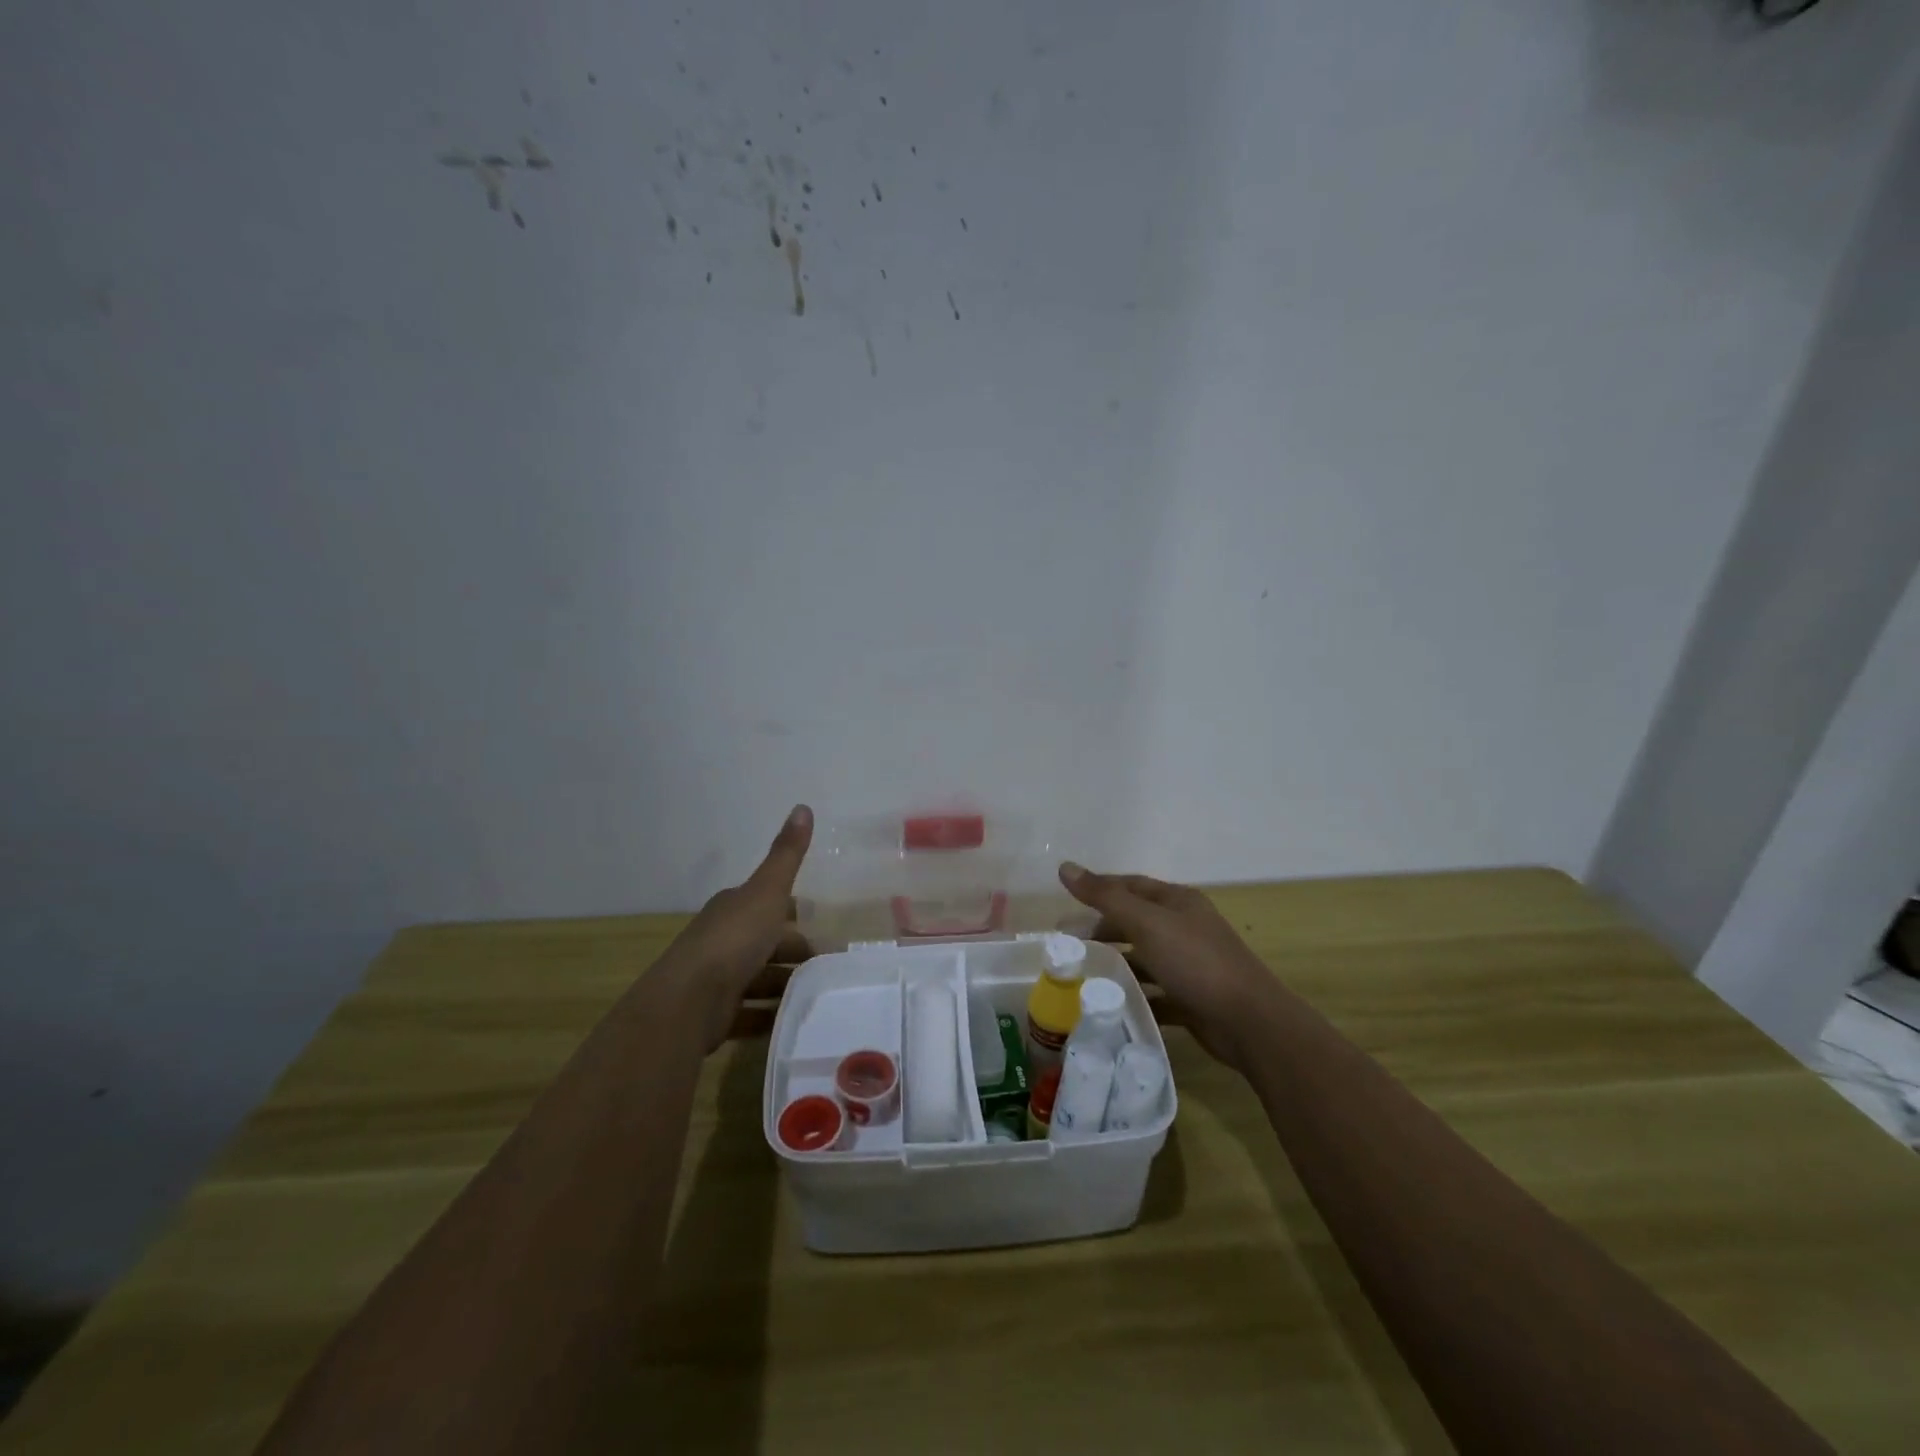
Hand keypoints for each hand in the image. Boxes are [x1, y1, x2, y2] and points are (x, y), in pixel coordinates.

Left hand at [655, 804, 813, 1050]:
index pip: (769, 904)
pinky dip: (769, 1016)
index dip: (795, 913)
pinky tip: (793, 1022)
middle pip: (766, 943)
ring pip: (759, 978)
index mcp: (734, 908)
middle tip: (831, 967)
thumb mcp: (768, 892)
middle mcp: (722, 939)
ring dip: (785, 985)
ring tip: (820, 996)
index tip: (825, 926)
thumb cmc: (733, 940)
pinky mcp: (714, 1014)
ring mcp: (716, 978)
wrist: (688, 1001)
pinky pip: (749, 1012)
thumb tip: (802, 806)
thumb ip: (787, 855)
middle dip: (796, 952)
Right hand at [1059, 861, 1280, 1073]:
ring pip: (1144, 960)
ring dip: (1116, 966)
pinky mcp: (1192, 1000)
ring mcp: (1190, 965)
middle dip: (1102, 931)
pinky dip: (1134, 998)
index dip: (1099, 889)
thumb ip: (1105, 897)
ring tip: (1081, 977)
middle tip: (1068, 945)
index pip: (1131, 886)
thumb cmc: (1195, 961)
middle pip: (1135, 923)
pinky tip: (1110, 1006)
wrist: (1249, 1022)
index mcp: (1178, 902)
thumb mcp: (1146, 923)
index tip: (1066, 903)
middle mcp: (1185, 928)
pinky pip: (1155, 994)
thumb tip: (1065, 867)